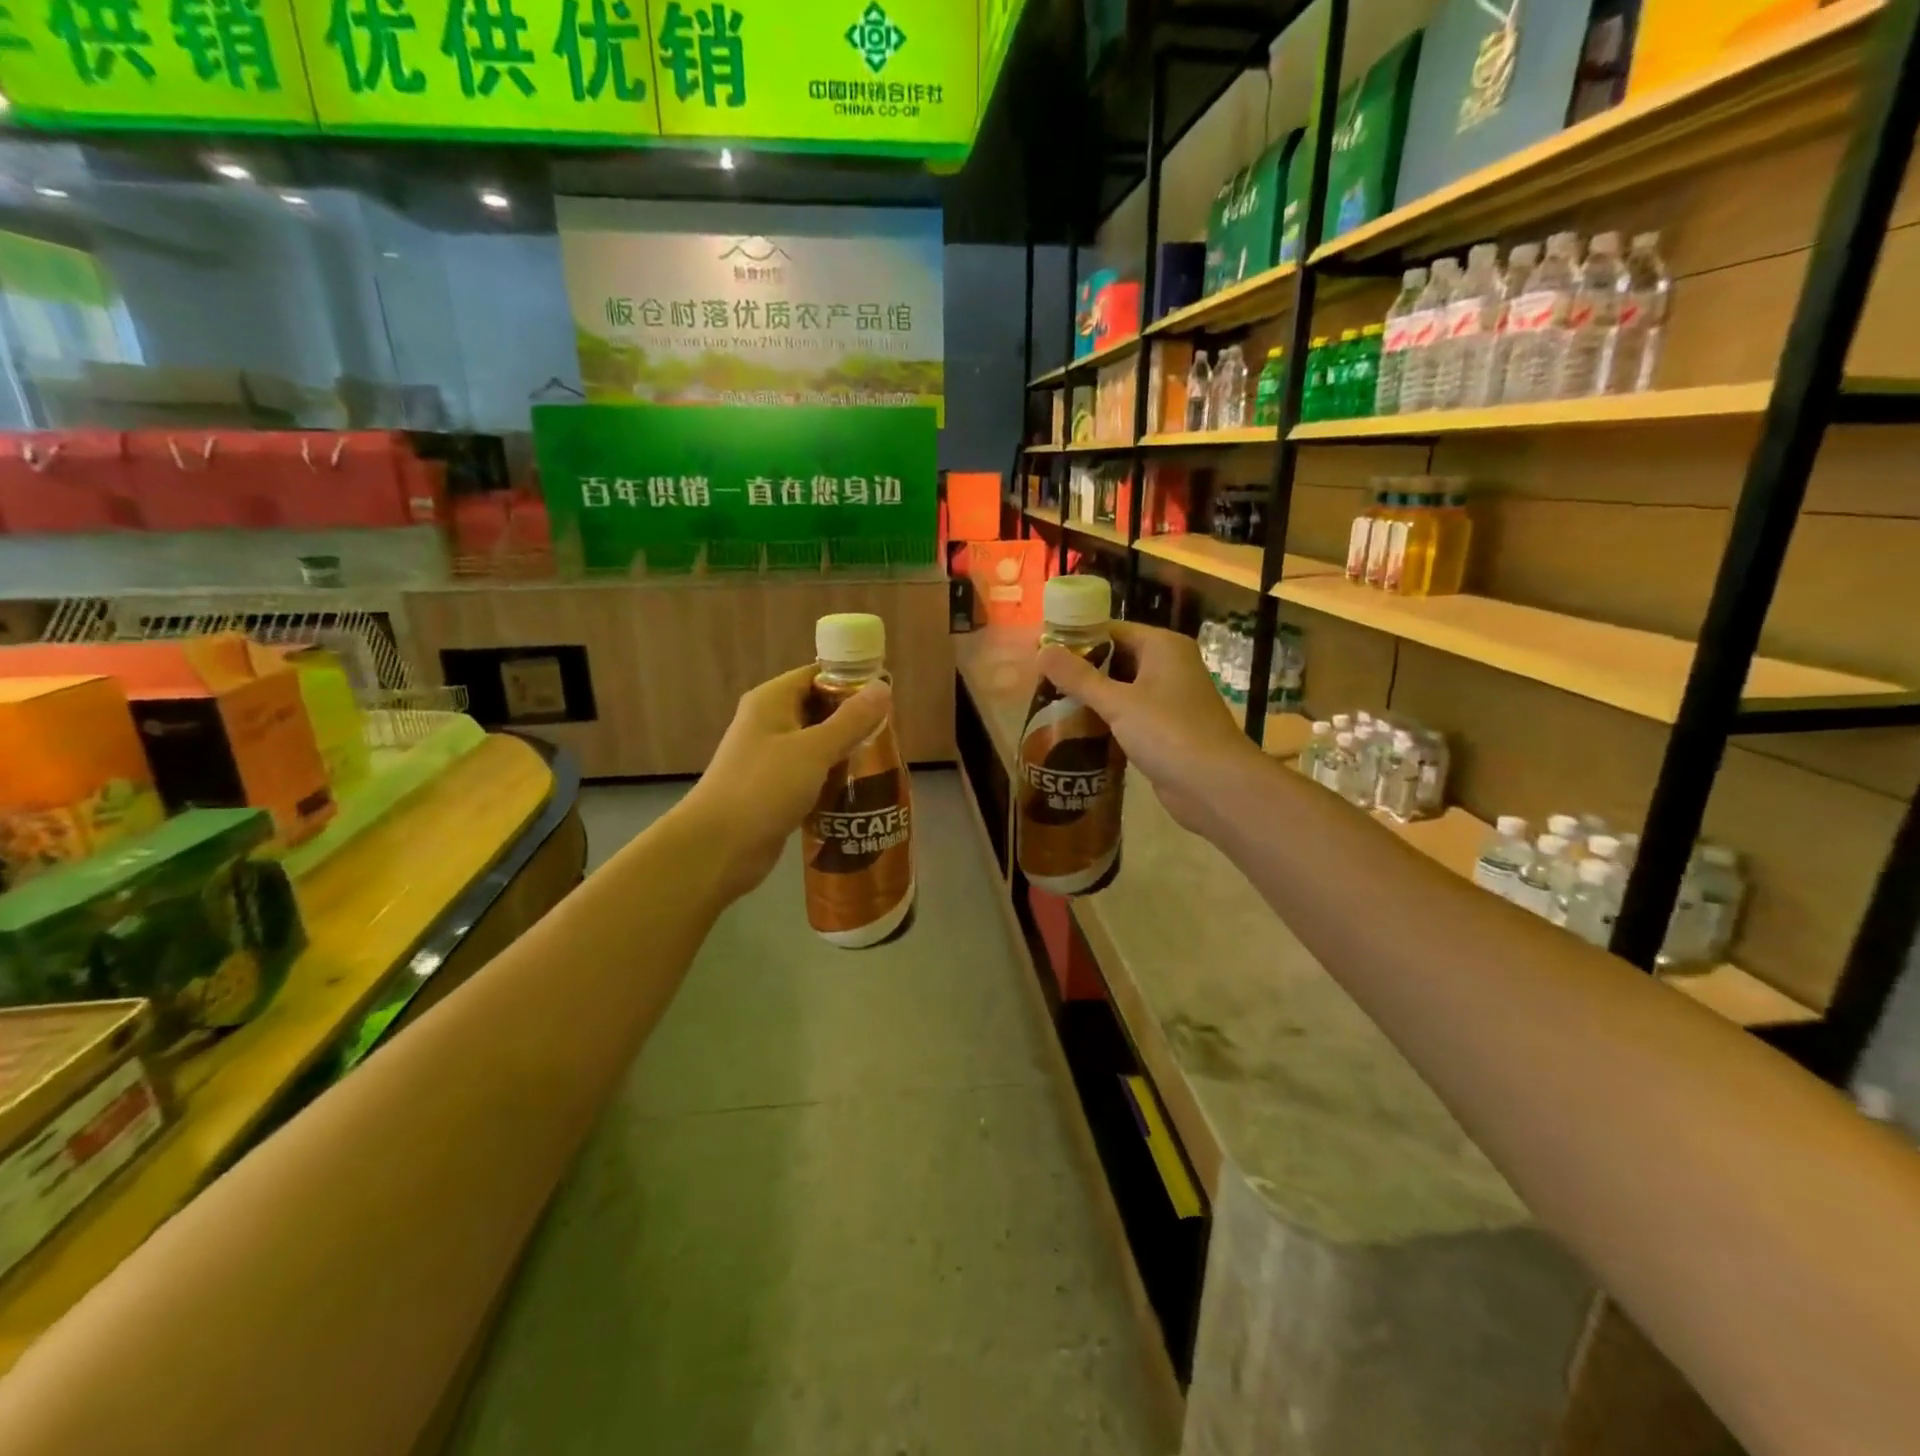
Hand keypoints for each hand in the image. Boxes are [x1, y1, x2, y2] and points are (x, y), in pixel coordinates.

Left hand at [678, 664, 892, 902]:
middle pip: (818, 708)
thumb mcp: (815, 750)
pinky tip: (858, 789)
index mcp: (771, 701)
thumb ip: (851, 720)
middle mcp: (769, 723)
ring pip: (816, 744)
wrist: (719, 848)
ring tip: (882, 760)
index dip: (850, 681)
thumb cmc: (764, 788)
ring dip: (845, 751)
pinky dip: (831, 778)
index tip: (887, 696)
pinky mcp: (774, 789)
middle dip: (853, 719)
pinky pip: (810, 773)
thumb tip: (883, 686)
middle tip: (890, 732)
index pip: (816, 675)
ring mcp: (769, 757)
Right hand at [1036, 621, 1264, 838]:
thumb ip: (1079, 677)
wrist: (1215, 786)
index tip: (1043, 652)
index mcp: (1163, 647)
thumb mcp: (1118, 703)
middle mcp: (1169, 665)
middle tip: (1042, 681)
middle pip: (1117, 658)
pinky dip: (1107, 719)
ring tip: (1052, 704)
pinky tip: (1078, 730)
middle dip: (1082, 670)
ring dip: (1093, 697)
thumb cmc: (1168, 733)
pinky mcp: (1166, 728)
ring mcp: (1170, 698)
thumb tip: (1041, 651)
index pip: (1112, 630)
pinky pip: (1130, 714)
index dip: (1077, 638)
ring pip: (1122, 688)